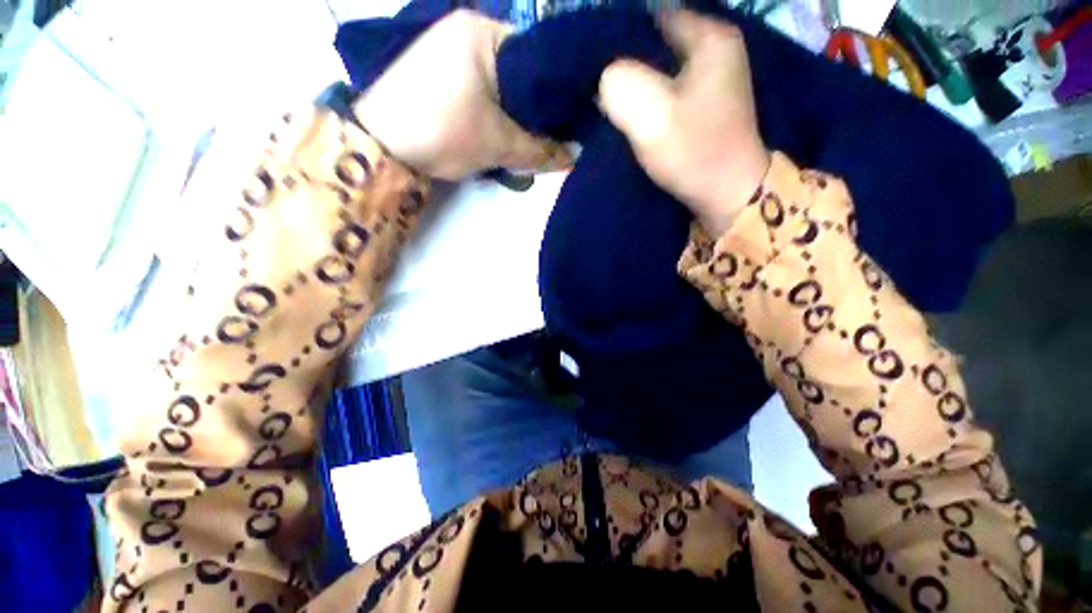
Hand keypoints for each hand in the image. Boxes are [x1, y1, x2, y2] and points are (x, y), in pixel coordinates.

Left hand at [354, 10, 568, 180]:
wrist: (378, 145)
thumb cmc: (440, 133)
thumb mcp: (496, 144)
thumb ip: (539, 150)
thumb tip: (574, 157)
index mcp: (482, 31)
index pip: (538, 58)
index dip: (556, 92)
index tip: (571, 121)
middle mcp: (466, 29)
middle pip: (519, 70)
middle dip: (536, 106)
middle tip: (552, 135)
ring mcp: (450, 48)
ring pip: (502, 82)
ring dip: (516, 111)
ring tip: (530, 137)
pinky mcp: (441, 71)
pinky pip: (483, 88)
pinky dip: (497, 109)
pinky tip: (504, 129)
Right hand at [598, 11, 769, 236]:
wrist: (725, 195)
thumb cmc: (693, 151)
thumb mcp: (650, 112)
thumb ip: (619, 83)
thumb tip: (605, 79)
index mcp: (709, 37)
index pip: (653, 14)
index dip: (619, 32)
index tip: (593, 57)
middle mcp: (714, 50)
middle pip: (657, 40)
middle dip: (625, 57)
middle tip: (595, 80)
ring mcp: (710, 80)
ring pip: (659, 66)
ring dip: (634, 80)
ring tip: (607, 96)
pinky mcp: (702, 107)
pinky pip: (665, 89)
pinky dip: (646, 97)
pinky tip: (628, 111)